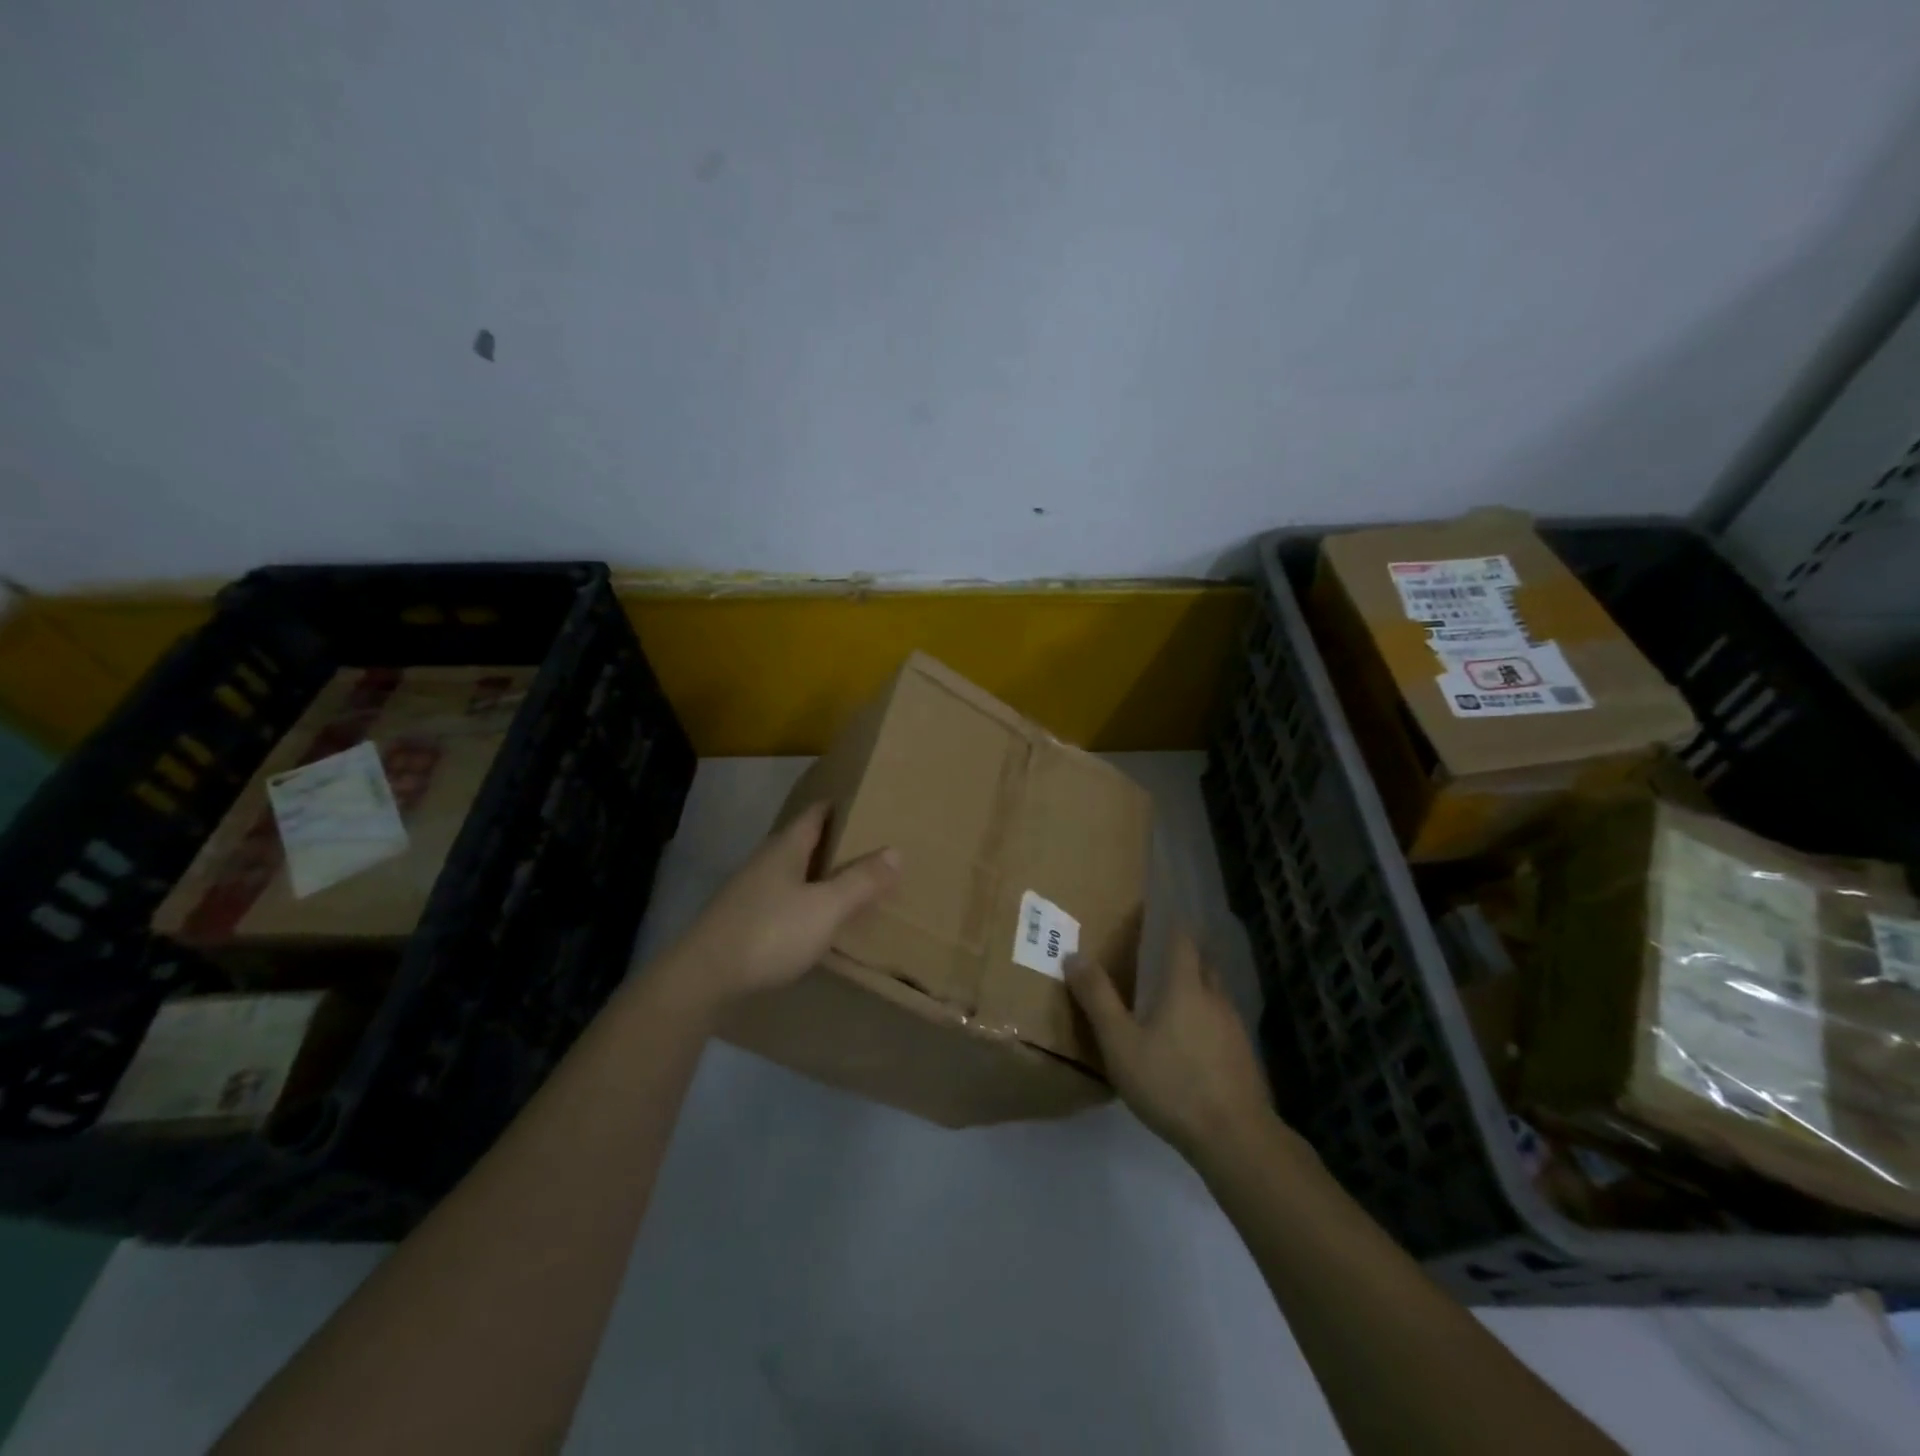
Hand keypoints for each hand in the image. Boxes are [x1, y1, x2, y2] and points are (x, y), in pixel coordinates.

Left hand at [655, 803, 900, 1011]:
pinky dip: (804, 900)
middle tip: (870, 844)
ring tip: (851, 881)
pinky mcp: (742, 919)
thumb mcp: (826, 907)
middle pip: (804, 841)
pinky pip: (782, 898)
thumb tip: (896, 851)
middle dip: (834, 841)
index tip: (867, 802)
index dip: (841, 805)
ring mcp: (749, 890)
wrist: (704, 978)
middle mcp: (765, 861)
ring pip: (792, 872)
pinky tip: (817, 919)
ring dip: (819, 873)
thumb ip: (860, 881)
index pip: (817, 813)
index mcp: (786, 848)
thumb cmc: (770, 933)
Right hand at [1068, 929, 1272, 1161]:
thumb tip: (1074, 955)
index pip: (1182, 939)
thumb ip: (1097, 999)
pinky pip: (1222, 1022)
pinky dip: (1206, 1019)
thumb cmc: (1171, 1083)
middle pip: (1203, 963)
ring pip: (1215, 993)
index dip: (1170, 923)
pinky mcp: (1244, 1056)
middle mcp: (1215, 997)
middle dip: (1184, 954)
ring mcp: (1235, 1027)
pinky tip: (1191, 1041)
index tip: (1155, 913)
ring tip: (1172, 997)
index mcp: (1185, 986)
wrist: (1234, 1138)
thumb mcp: (1120, 1043)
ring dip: (1196, 987)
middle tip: (1158, 955)